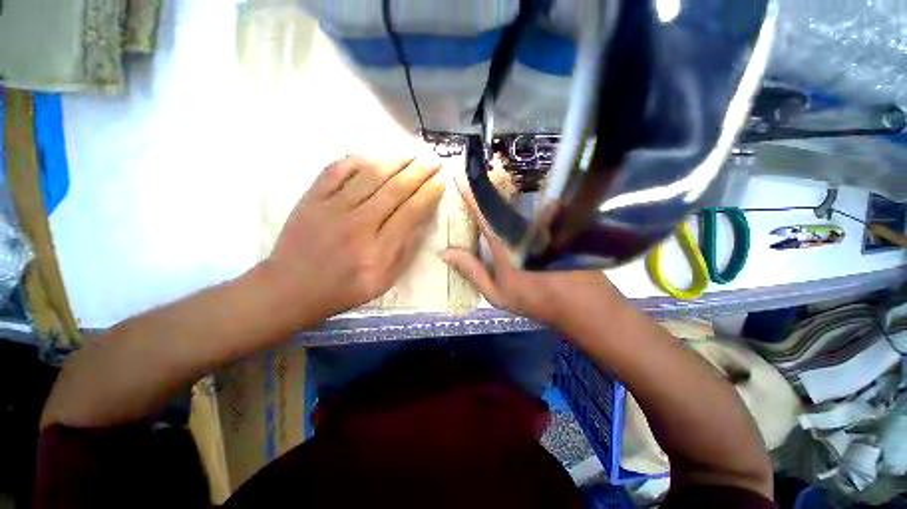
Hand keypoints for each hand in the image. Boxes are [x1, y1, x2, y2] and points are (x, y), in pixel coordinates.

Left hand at [267, 154, 444, 325]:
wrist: (291, 288)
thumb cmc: (344, 289)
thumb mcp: (384, 280)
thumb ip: (405, 250)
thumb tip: (422, 219)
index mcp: (378, 251)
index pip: (411, 212)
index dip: (429, 193)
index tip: (441, 179)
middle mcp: (357, 225)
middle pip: (394, 190)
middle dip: (418, 172)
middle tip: (433, 159)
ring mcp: (331, 209)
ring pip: (369, 176)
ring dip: (395, 162)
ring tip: (411, 156)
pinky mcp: (311, 199)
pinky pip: (336, 170)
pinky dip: (356, 160)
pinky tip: (373, 158)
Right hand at [441, 184, 615, 325]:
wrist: (581, 302)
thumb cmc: (534, 298)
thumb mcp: (496, 292)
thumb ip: (471, 271)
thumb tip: (445, 253)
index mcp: (504, 241)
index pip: (483, 213)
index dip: (471, 196)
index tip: (461, 180)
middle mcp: (522, 227)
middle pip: (501, 204)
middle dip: (487, 194)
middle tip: (475, 188)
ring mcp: (541, 226)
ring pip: (518, 206)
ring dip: (504, 199)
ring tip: (494, 197)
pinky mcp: (555, 229)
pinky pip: (534, 213)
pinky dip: (523, 209)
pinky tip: (520, 211)